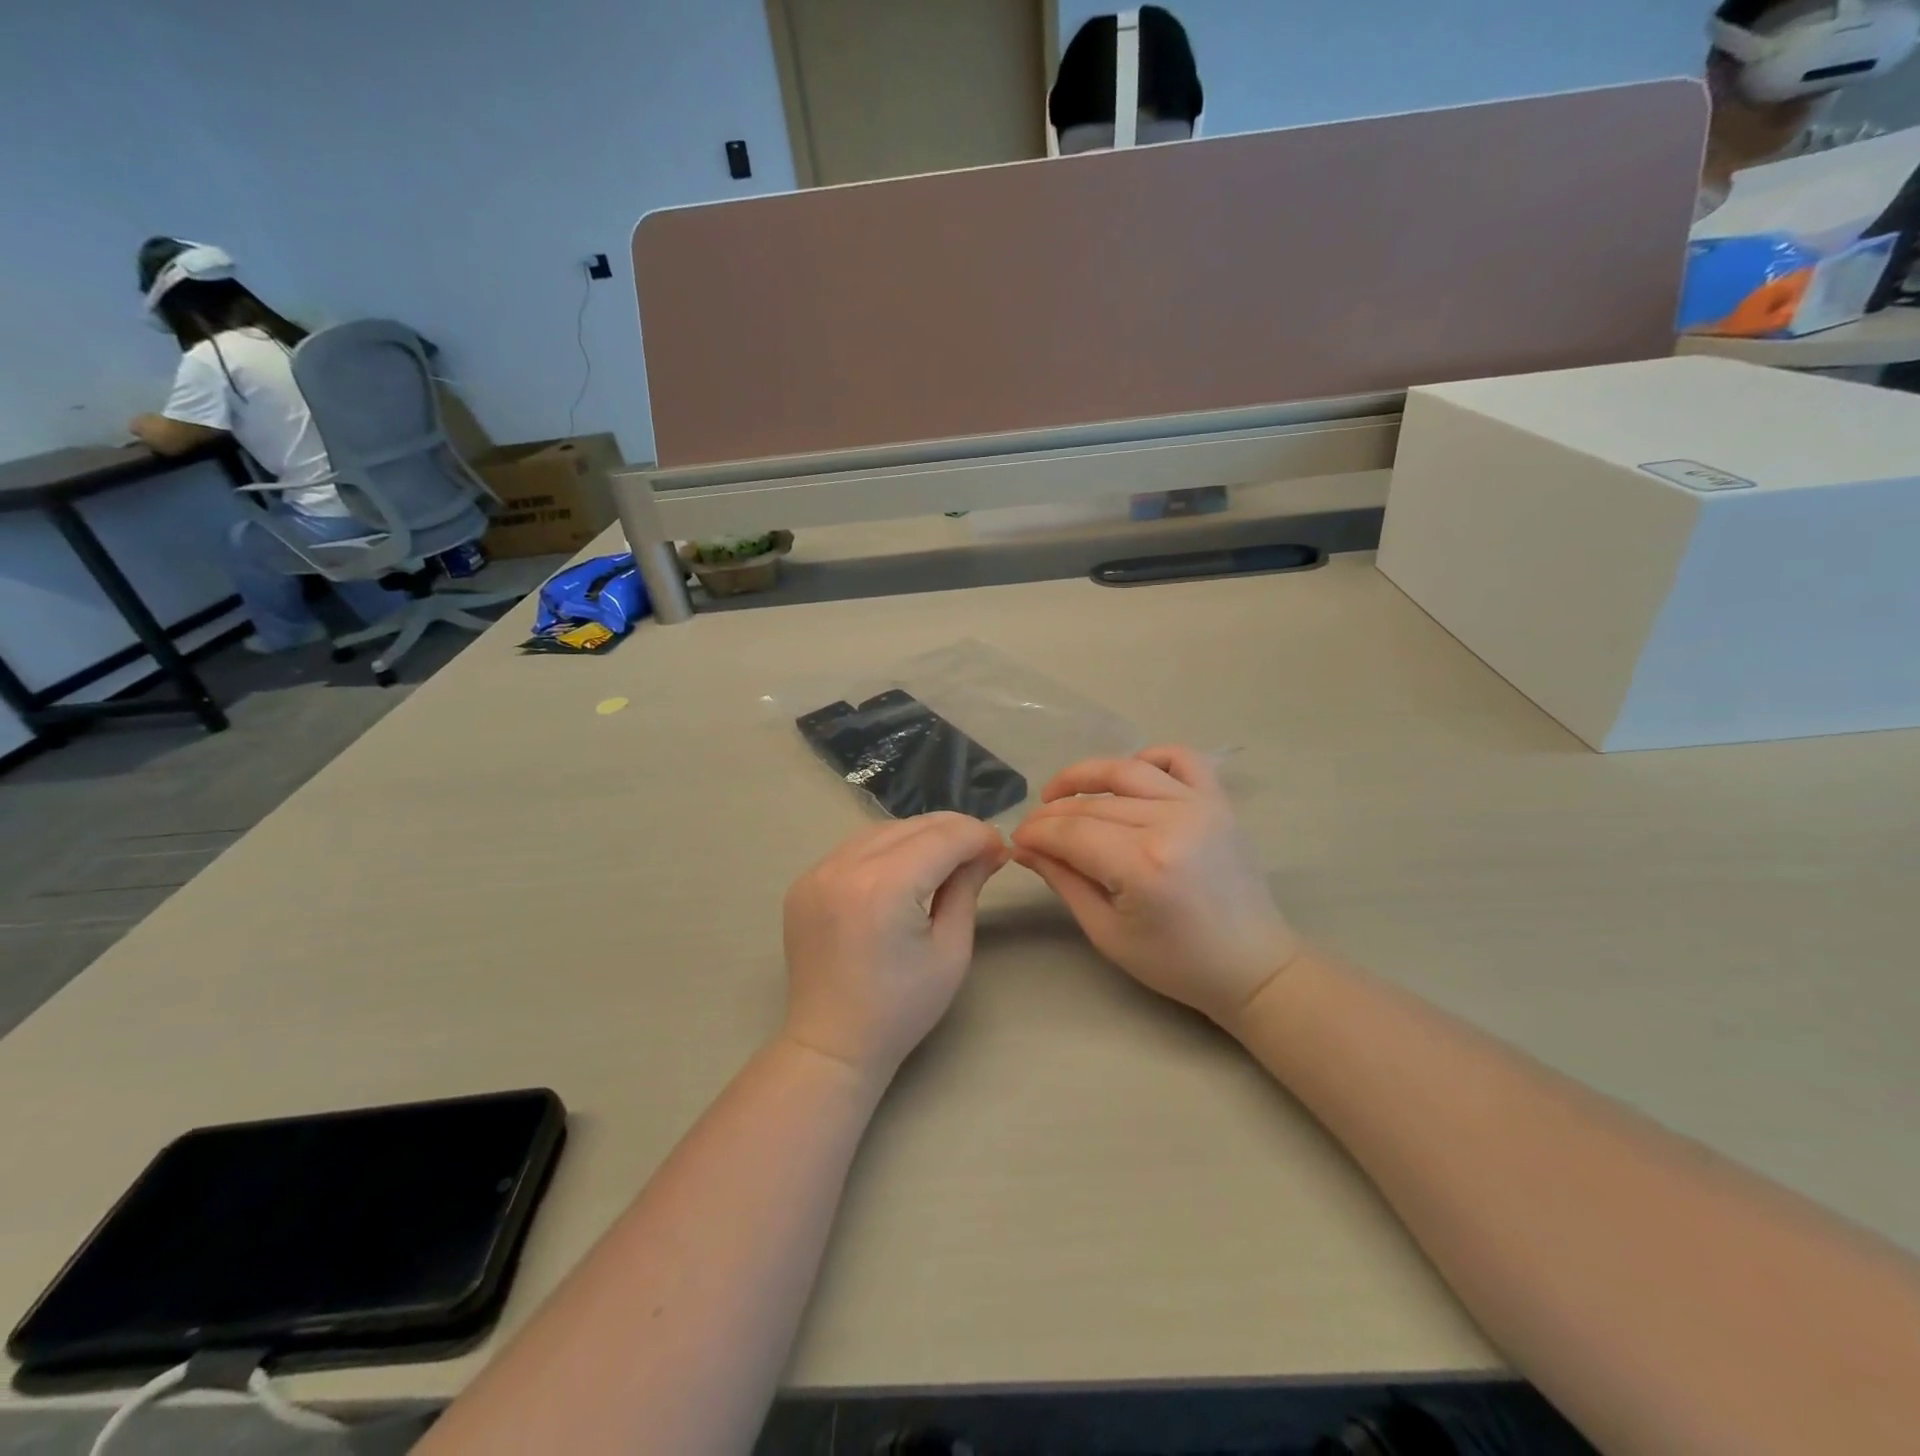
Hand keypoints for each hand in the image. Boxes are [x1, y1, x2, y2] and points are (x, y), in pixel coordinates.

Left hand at [782, 813, 1008, 1083]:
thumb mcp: (950, 950)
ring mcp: (818, 871)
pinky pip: (855, 848)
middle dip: (954, 832)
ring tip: (945, 860)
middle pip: (913, 826)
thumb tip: (988, 851)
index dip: (979, 836)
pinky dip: (886, 849)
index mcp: (886, 886)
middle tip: (981, 853)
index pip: (944, 837)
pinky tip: (904, 871)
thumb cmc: (901, 1007)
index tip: (1001, 851)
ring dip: (920, 837)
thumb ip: (967, 888)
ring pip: (883, 830)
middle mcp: (846, 866)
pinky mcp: (805, 881)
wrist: (831, 1044)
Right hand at [1010, 746, 1299, 1028]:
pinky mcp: (1218, 801)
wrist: (1252, 966)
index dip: (1036, 832)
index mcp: (1143, 865)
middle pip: (1093, 803)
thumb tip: (1024, 848)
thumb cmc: (1176, 962)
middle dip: (1052, 812)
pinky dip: (1149, 757)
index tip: (1016, 840)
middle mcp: (1171, 823)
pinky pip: (1180, 759)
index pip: (1071, 832)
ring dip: (1086, 775)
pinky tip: (1127, 775)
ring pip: (1127, 771)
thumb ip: (1064, 881)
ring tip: (1061, 792)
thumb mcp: (1107, 932)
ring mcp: (1199, 806)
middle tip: (1032, 828)